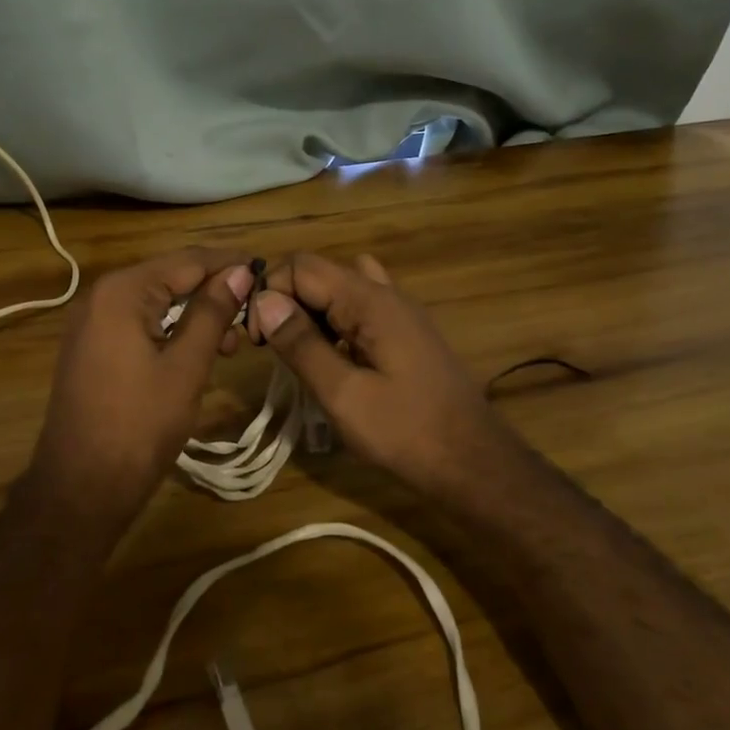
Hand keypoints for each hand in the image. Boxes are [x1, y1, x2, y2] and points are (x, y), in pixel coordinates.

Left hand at [30, 248, 254, 511]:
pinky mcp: (91, 346)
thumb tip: (240, 271)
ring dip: (195, 314)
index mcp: (122, 291)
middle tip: (254, 316)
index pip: (187, 261)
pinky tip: (198, 350)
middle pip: (170, 277)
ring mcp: (91, 321)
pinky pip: (139, 322)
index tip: (267, 272)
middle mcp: (101, 295)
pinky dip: (171, 330)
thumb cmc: (139, 425)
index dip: (229, 264)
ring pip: (156, 301)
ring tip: (232, 343)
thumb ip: (212, 312)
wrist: (81, 486)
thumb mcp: (186, 366)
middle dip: (214, 292)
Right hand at [249, 252, 514, 490]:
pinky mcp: (407, 334)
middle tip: (273, 349)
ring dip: (312, 311)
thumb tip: (264, 302)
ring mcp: (401, 313)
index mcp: (370, 300)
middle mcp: (387, 294)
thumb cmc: (405, 432)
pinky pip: (361, 310)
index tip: (256, 339)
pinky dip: (336, 323)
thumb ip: (301, 344)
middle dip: (288, 301)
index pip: (302, 267)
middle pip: (321, 273)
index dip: (270, 294)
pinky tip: (333, 359)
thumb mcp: (343, 394)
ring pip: (341, 289)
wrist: (474, 463)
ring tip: (300, 351)